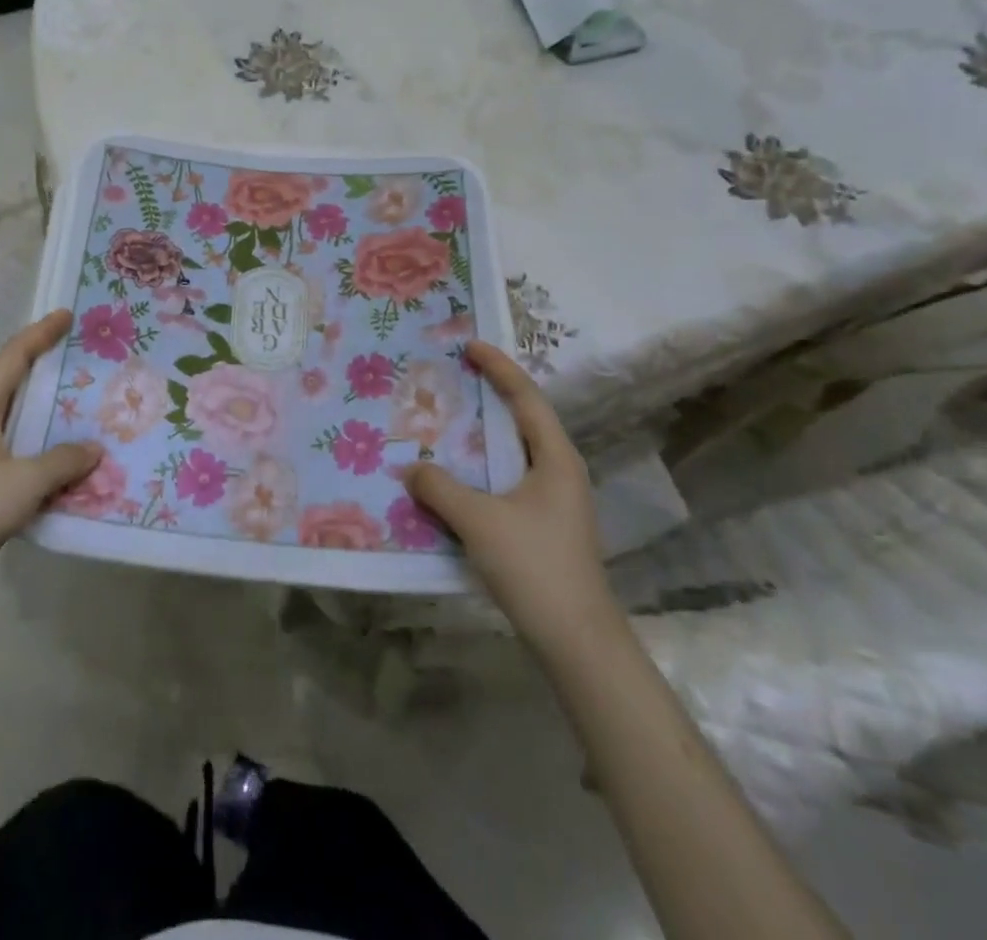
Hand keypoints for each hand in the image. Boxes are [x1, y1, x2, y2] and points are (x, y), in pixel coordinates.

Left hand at [0, 310, 99, 603]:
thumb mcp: (26, 482)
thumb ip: (63, 461)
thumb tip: (94, 449)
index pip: (11, 360)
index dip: (39, 334)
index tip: (65, 315)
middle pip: (11, 384)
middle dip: (43, 365)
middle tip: (78, 354)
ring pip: (15, 420)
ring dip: (45, 410)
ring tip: (79, 402)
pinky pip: (18, 452)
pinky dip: (42, 447)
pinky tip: (65, 458)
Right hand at [402, 340, 618, 651]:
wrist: (576, 641)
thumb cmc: (534, 567)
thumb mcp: (478, 521)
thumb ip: (439, 488)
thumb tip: (410, 469)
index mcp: (557, 458)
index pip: (527, 398)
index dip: (499, 368)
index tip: (469, 345)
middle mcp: (560, 472)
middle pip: (523, 420)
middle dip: (490, 395)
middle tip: (453, 378)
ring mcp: (554, 502)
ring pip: (514, 453)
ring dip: (483, 436)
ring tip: (446, 423)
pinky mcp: (543, 526)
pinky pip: (507, 480)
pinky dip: (481, 469)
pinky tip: (454, 479)